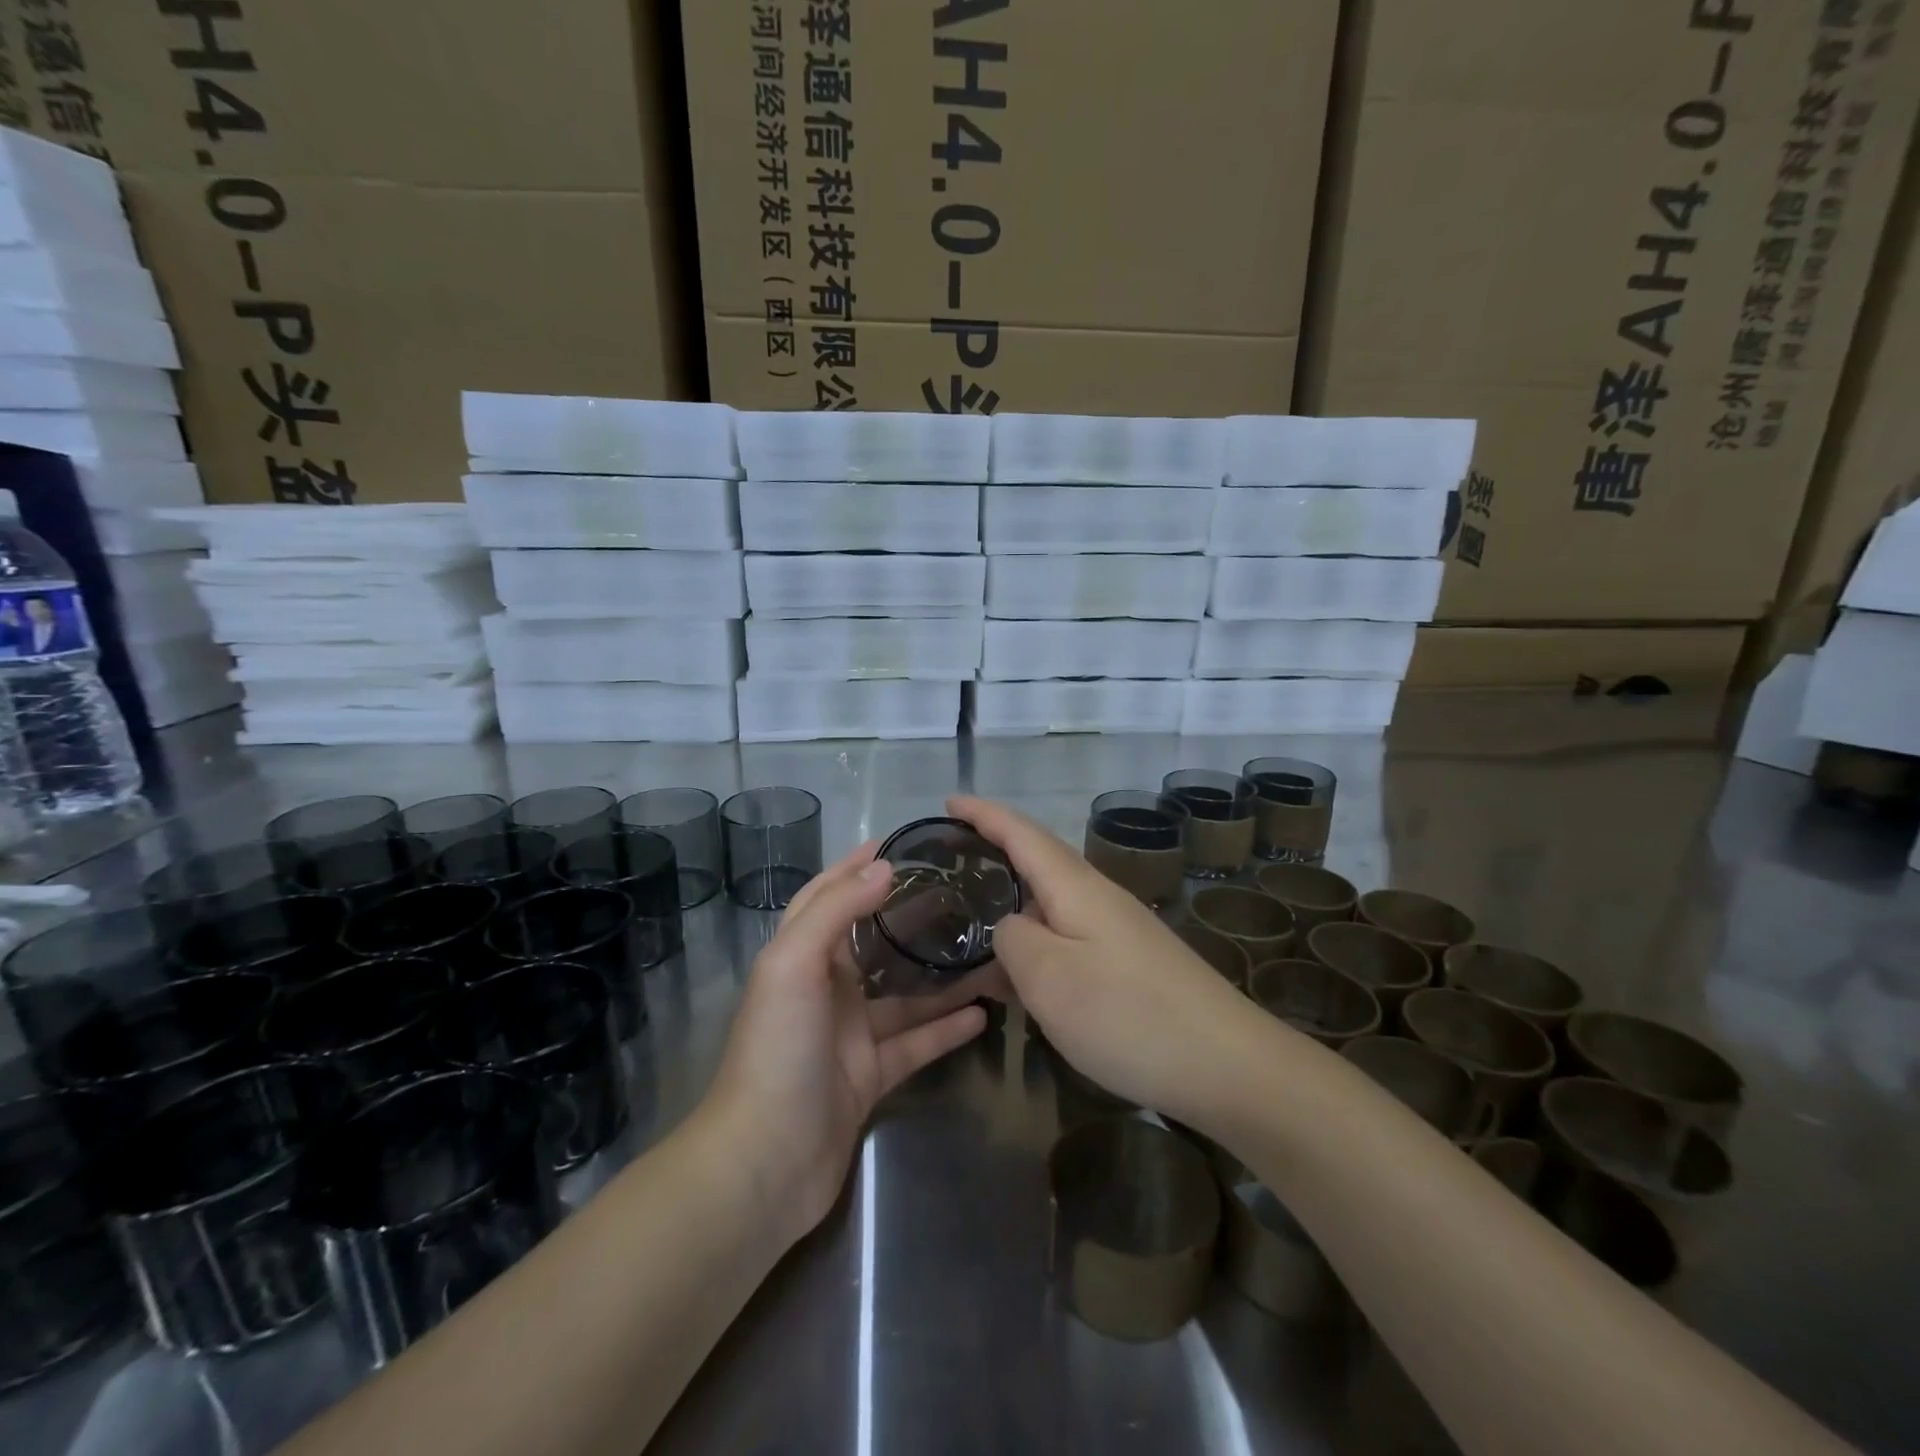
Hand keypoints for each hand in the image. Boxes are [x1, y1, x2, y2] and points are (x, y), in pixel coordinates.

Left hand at [703, 841, 992, 1242]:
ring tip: (986, 952)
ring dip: (938, 977)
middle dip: (909, 917)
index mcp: (800, 955)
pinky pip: (914, 1043)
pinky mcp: (870, 1076)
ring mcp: (848, 1035)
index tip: (900, 845)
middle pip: (873, 942)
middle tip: (959, 896)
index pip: (828, 896)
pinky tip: (982, 1014)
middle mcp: (824, 989)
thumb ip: (836, 910)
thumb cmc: (776, 1049)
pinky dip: (944, 1029)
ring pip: (902, 995)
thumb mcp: (794, 965)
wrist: (764, 1162)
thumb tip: (883, 866)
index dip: (856, 867)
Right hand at [951, 795, 1260, 1126]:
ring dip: (1011, 903)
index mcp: (1076, 887)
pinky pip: (1067, 936)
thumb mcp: (1050, 978)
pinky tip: (1019, 973)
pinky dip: (1034, 942)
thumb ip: (1013, 939)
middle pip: (1037, 861)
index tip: (948, 801)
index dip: (983, 814)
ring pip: (1051, 903)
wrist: (1229, 1066)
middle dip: (993, 853)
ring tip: (970, 918)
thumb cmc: (1130, 1015)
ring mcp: (1118, 931)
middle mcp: (1098, 897)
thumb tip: (1009, 926)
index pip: (1021, 833)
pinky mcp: (1129, 964)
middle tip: (947, 862)